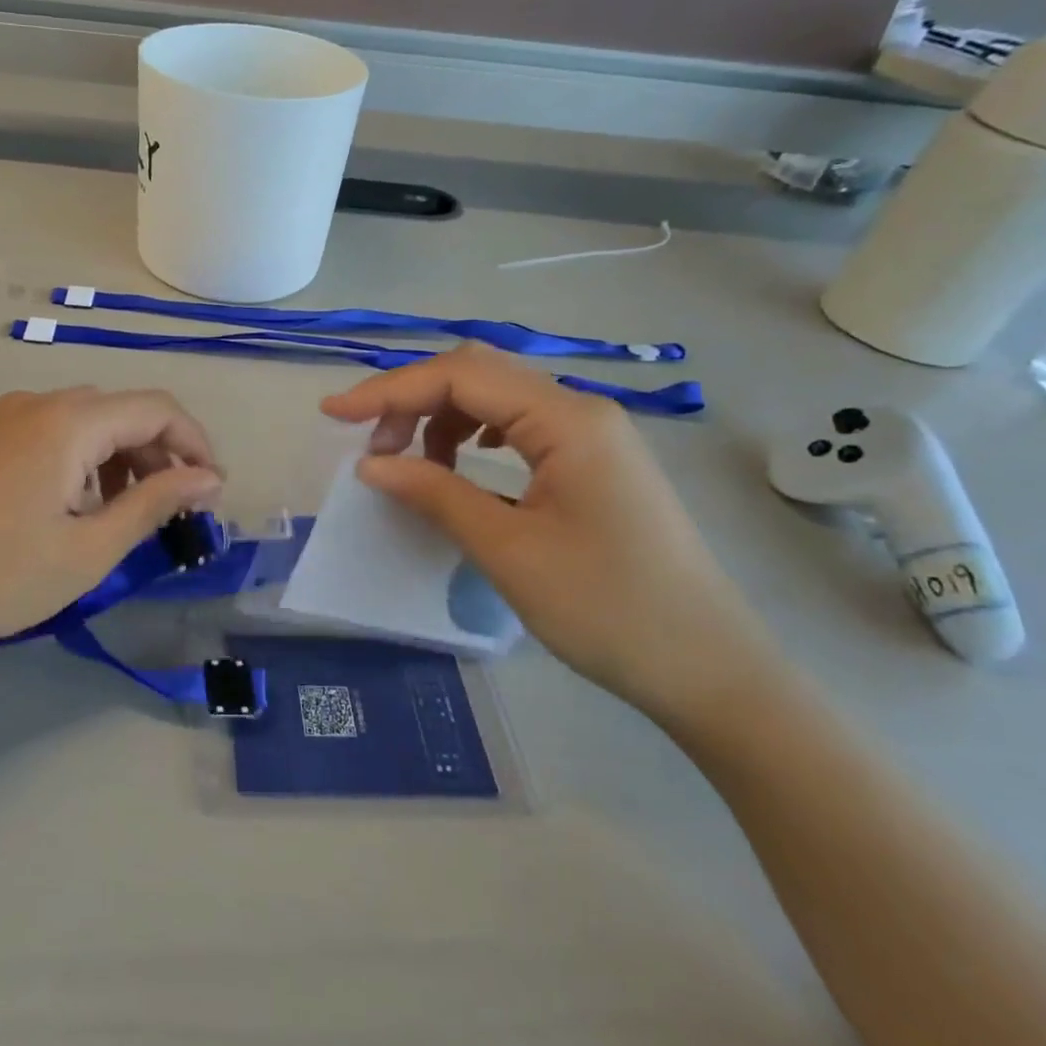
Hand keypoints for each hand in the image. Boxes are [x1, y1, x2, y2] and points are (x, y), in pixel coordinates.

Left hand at [0, 387, 222, 668]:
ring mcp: (4, 419)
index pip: (157, 408)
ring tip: (129, 517)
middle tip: (178, 511)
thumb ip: (155, 503)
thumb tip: (209, 479)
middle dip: (161, 455)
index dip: (196, 445)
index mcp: (68, 420)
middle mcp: (37, 403)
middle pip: (122, 411)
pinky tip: (79, 510)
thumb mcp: (89, 548)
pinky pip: (52, 436)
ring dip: (122, 460)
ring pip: (87, 424)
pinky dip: (84, 464)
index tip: (214, 494)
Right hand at [321, 345, 784, 730]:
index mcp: (566, 420)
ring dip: (441, 416)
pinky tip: (460, 462)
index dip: (389, 390)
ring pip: (496, 396)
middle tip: (369, 445)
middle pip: (477, 374)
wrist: (711, 671)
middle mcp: (581, 410)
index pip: (459, 376)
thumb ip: (435, 493)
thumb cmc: (609, 610)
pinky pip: (518, 425)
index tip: (334, 415)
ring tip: (410, 462)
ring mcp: (592, 434)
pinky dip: (472, 433)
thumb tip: (370, 463)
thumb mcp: (508, 551)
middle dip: (412, 398)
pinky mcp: (593, 461)